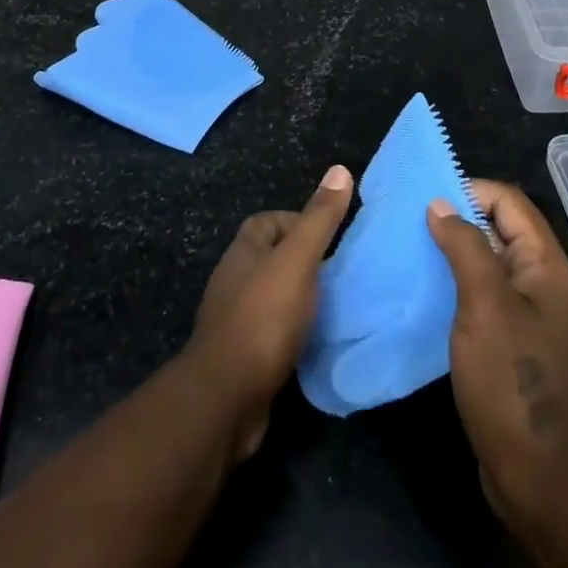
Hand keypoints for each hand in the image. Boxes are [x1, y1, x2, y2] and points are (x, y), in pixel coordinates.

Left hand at [185, 164, 353, 459]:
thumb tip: (340, 169)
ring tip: (335, 306)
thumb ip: (319, 220)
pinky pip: (272, 333)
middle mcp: (234, 280)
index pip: (268, 221)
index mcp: (243, 252)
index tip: (331, 237)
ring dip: (299, 298)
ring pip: (272, 296)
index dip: (298, 221)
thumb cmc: (263, 318)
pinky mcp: (242, 357)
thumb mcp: (298, 261)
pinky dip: (293, 332)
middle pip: (270, 257)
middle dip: (303, 261)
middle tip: (340, 272)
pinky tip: (316, 343)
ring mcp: (234, 320)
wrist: (226, 398)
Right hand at [427, 179, 567, 522]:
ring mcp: (525, 313)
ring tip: (406, 251)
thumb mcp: (485, 305)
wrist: (540, 475)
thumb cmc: (513, 380)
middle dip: (454, 218)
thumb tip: (440, 204)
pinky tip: (420, 290)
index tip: (425, 199)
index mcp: (544, 264)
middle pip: (497, 227)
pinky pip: (480, 294)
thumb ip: (465, 247)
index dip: (468, 190)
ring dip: (450, 252)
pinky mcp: (509, 340)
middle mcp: (539, 280)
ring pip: (485, 261)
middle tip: (407, 222)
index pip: (507, 201)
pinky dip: (453, 284)